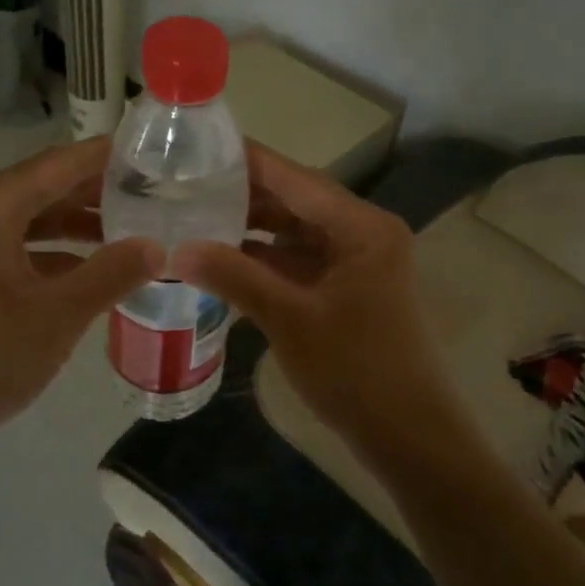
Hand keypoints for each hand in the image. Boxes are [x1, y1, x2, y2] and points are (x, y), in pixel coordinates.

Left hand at [0, 138, 159, 462]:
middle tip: (156, 196)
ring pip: (30, 219)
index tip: (156, 153)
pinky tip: (87, 274)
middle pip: (45, 186)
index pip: (62, 163)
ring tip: (131, 232)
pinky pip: (13, 246)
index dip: (109, 157)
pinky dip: (52, 253)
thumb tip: (157, 245)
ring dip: (77, 225)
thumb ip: (110, 275)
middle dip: (99, 191)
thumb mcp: (55, 317)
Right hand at [171, 143, 462, 450]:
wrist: (409, 436)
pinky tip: (224, 260)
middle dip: (244, 196)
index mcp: (362, 227)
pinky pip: (301, 263)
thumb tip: (176, 249)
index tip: (198, 148)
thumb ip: (234, 276)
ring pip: (296, 234)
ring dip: (253, 230)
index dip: (248, 162)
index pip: (296, 178)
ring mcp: (357, 264)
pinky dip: (267, 261)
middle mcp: (363, 234)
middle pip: (296, 202)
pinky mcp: (348, 291)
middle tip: (185, 186)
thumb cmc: (355, 371)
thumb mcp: (289, 319)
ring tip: (195, 217)